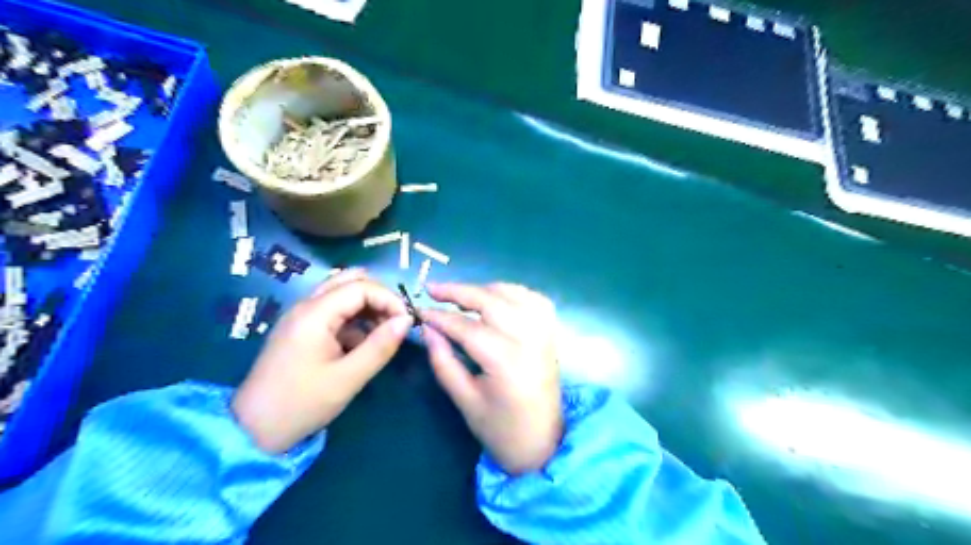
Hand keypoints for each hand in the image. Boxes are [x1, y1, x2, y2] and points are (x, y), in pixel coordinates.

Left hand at [231, 267, 410, 451]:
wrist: (252, 430)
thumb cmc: (302, 404)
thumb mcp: (348, 378)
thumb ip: (380, 346)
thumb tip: (407, 320)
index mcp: (314, 314)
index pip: (361, 286)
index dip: (389, 299)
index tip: (406, 322)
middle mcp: (306, 305)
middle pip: (349, 280)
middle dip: (379, 296)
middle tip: (395, 321)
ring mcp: (301, 316)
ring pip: (341, 293)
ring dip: (367, 306)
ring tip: (383, 333)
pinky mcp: (301, 329)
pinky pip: (333, 310)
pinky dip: (354, 319)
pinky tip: (362, 343)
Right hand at [423, 284, 565, 474]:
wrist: (543, 442)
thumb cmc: (500, 429)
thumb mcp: (465, 400)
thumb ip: (444, 362)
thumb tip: (428, 329)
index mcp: (506, 362)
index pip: (468, 328)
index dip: (441, 317)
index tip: (420, 312)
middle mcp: (529, 340)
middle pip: (492, 301)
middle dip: (459, 291)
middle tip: (432, 289)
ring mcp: (544, 333)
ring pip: (513, 294)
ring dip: (484, 289)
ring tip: (460, 296)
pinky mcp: (551, 333)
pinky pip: (533, 299)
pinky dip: (511, 292)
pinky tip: (494, 298)